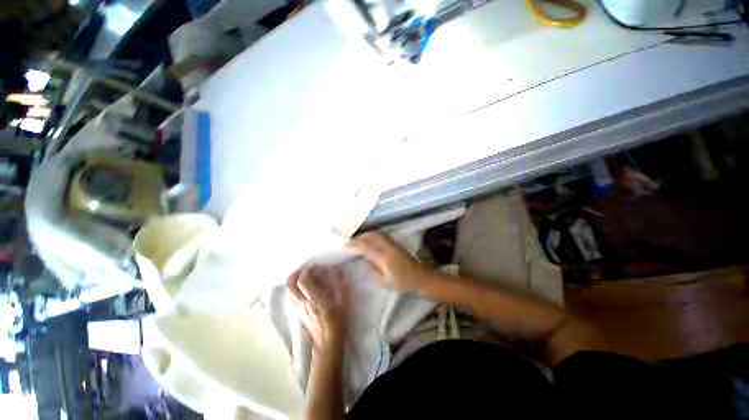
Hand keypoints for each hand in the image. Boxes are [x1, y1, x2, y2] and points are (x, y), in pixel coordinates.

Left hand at [287, 266, 345, 352]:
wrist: (327, 340)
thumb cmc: (337, 320)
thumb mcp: (341, 300)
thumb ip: (338, 283)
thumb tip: (337, 269)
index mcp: (314, 299)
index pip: (303, 280)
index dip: (307, 270)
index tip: (315, 267)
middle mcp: (303, 303)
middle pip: (290, 284)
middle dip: (295, 273)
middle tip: (305, 269)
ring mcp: (298, 308)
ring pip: (289, 291)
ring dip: (294, 281)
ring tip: (304, 277)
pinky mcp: (298, 312)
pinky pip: (292, 297)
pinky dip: (295, 289)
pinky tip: (304, 289)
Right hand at [348, 232, 428, 293]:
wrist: (421, 277)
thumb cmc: (403, 282)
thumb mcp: (384, 281)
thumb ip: (372, 270)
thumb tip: (363, 259)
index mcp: (385, 258)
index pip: (366, 247)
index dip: (355, 245)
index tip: (346, 246)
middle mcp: (388, 247)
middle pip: (371, 236)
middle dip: (359, 237)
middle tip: (350, 242)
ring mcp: (393, 243)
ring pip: (376, 234)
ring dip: (365, 235)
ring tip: (357, 240)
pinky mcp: (396, 243)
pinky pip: (381, 235)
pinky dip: (372, 235)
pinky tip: (369, 239)